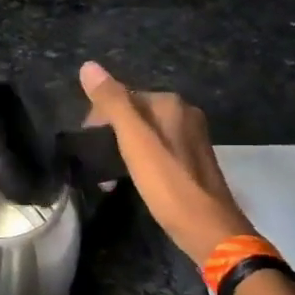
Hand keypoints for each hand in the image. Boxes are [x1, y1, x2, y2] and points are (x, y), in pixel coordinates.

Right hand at [79, 61, 254, 262]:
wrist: (208, 228)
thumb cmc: (168, 184)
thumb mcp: (134, 141)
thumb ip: (112, 103)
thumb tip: (88, 66)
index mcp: (170, 104)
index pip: (122, 96)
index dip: (98, 117)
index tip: (86, 143)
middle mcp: (184, 114)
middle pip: (133, 114)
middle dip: (109, 133)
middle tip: (95, 161)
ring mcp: (191, 138)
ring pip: (144, 133)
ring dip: (121, 149)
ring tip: (107, 174)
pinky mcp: (192, 161)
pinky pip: (157, 150)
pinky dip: (139, 160)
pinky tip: (130, 179)